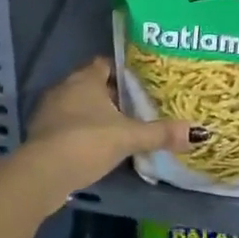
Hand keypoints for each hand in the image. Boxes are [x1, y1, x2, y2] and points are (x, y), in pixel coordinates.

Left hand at [19, 57, 194, 205]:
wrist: (42, 173)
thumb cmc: (87, 142)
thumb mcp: (128, 137)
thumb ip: (160, 133)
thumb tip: (198, 132)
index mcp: (85, 79)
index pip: (104, 64)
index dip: (121, 71)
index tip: (139, 82)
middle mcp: (64, 88)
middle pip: (90, 85)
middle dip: (109, 95)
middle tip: (135, 107)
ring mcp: (48, 112)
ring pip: (76, 106)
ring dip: (93, 115)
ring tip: (118, 128)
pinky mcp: (40, 135)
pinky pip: (65, 126)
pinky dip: (79, 132)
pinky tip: (94, 147)